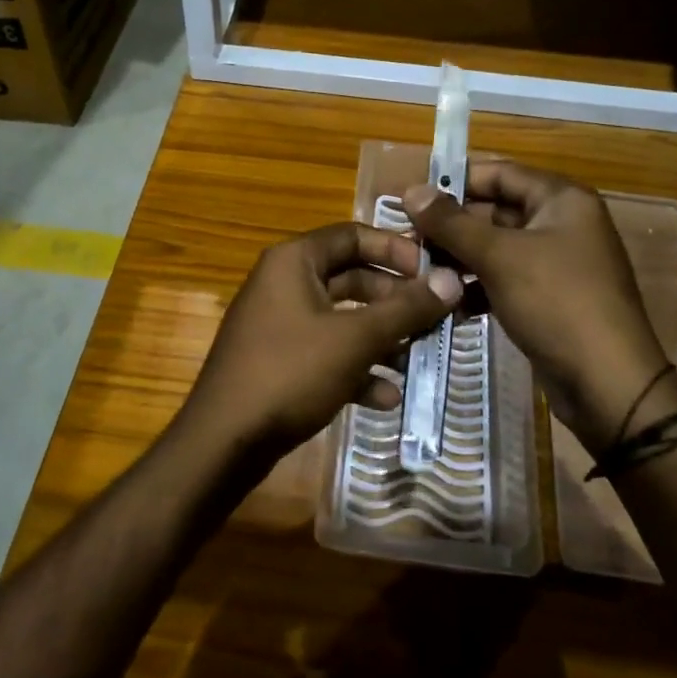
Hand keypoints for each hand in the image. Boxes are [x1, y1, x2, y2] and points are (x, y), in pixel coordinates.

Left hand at [181, 222, 462, 457]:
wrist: (224, 442)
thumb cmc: (290, 373)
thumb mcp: (355, 338)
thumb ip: (406, 308)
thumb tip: (452, 279)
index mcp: (294, 261)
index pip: (353, 235)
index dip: (396, 249)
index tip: (433, 272)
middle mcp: (284, 283)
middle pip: (352, 278)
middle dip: (395, 300)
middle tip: (436, 318)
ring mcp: (279, 324)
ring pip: (343, 319)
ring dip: (381, 337)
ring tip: (418, 359)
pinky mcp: (279, 361)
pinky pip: (326, 352)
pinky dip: (356, 368)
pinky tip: (386, 397)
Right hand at [404, 161, 676, 455]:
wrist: (607, 385)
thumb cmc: (556, 303)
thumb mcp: (499, 257)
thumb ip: (451, 222)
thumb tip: (411, 190)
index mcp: (562, 199)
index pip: (499, 173)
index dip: (455, 181)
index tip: (411, 198)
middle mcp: (562, 223)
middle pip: (496, 210)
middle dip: (452, 226)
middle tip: (408, 239)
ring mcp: (557, 262)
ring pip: (497, 248)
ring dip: (460, 258)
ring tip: (420, 271)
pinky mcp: (549, 297)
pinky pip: (505, 279)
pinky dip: (478, 287)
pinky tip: (448, 304)